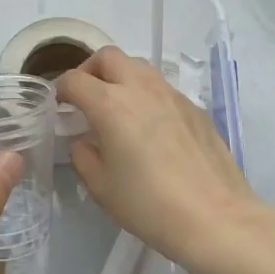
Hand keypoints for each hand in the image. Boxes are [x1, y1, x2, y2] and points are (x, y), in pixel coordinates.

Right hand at [56, 46, 273, 273]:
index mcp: (110, 104)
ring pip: (139, 66)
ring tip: (118, 108)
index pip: (75, 79)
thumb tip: (85, 140)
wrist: (215, 217)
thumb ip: (83, 155)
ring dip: (121, 77)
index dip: (61, 89)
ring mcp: (172, 94)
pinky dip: (147, 95)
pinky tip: (151, 128)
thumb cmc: (149, 205)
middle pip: (108, 56)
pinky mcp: (195, 107)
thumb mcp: (101, 187)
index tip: (59, 106)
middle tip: (87, 97)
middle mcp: (140, 88)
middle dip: (90, 70)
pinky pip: (163, 88)